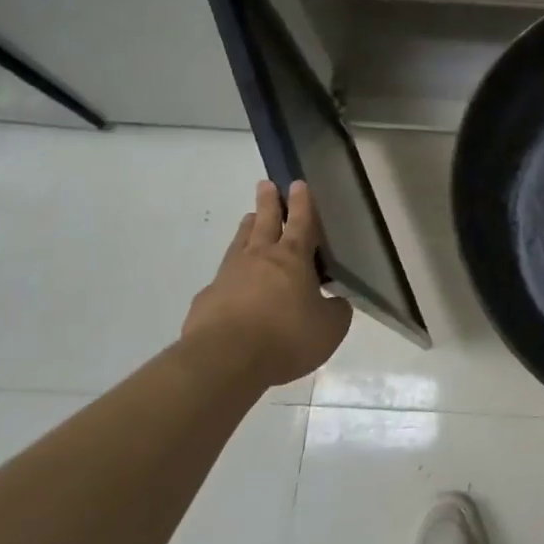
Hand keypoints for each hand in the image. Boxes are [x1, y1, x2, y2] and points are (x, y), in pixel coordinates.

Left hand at [183, 181, 350, 385]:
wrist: (225, 360)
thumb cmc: (286, 337)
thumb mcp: (329, 328)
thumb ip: (336, 311)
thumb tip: (336, 302)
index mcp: (293, 259)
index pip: (301, 223)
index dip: (302, 203)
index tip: (298, 183)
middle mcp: (259, 258)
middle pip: (265, 222)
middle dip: (268, 202)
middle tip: (265, 184)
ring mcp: (229, 276)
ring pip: (240, 243)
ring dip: (247, 229)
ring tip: (249, 219)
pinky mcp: (206, 300)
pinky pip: (221, 280)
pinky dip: (229, 275)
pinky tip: (229, 283)